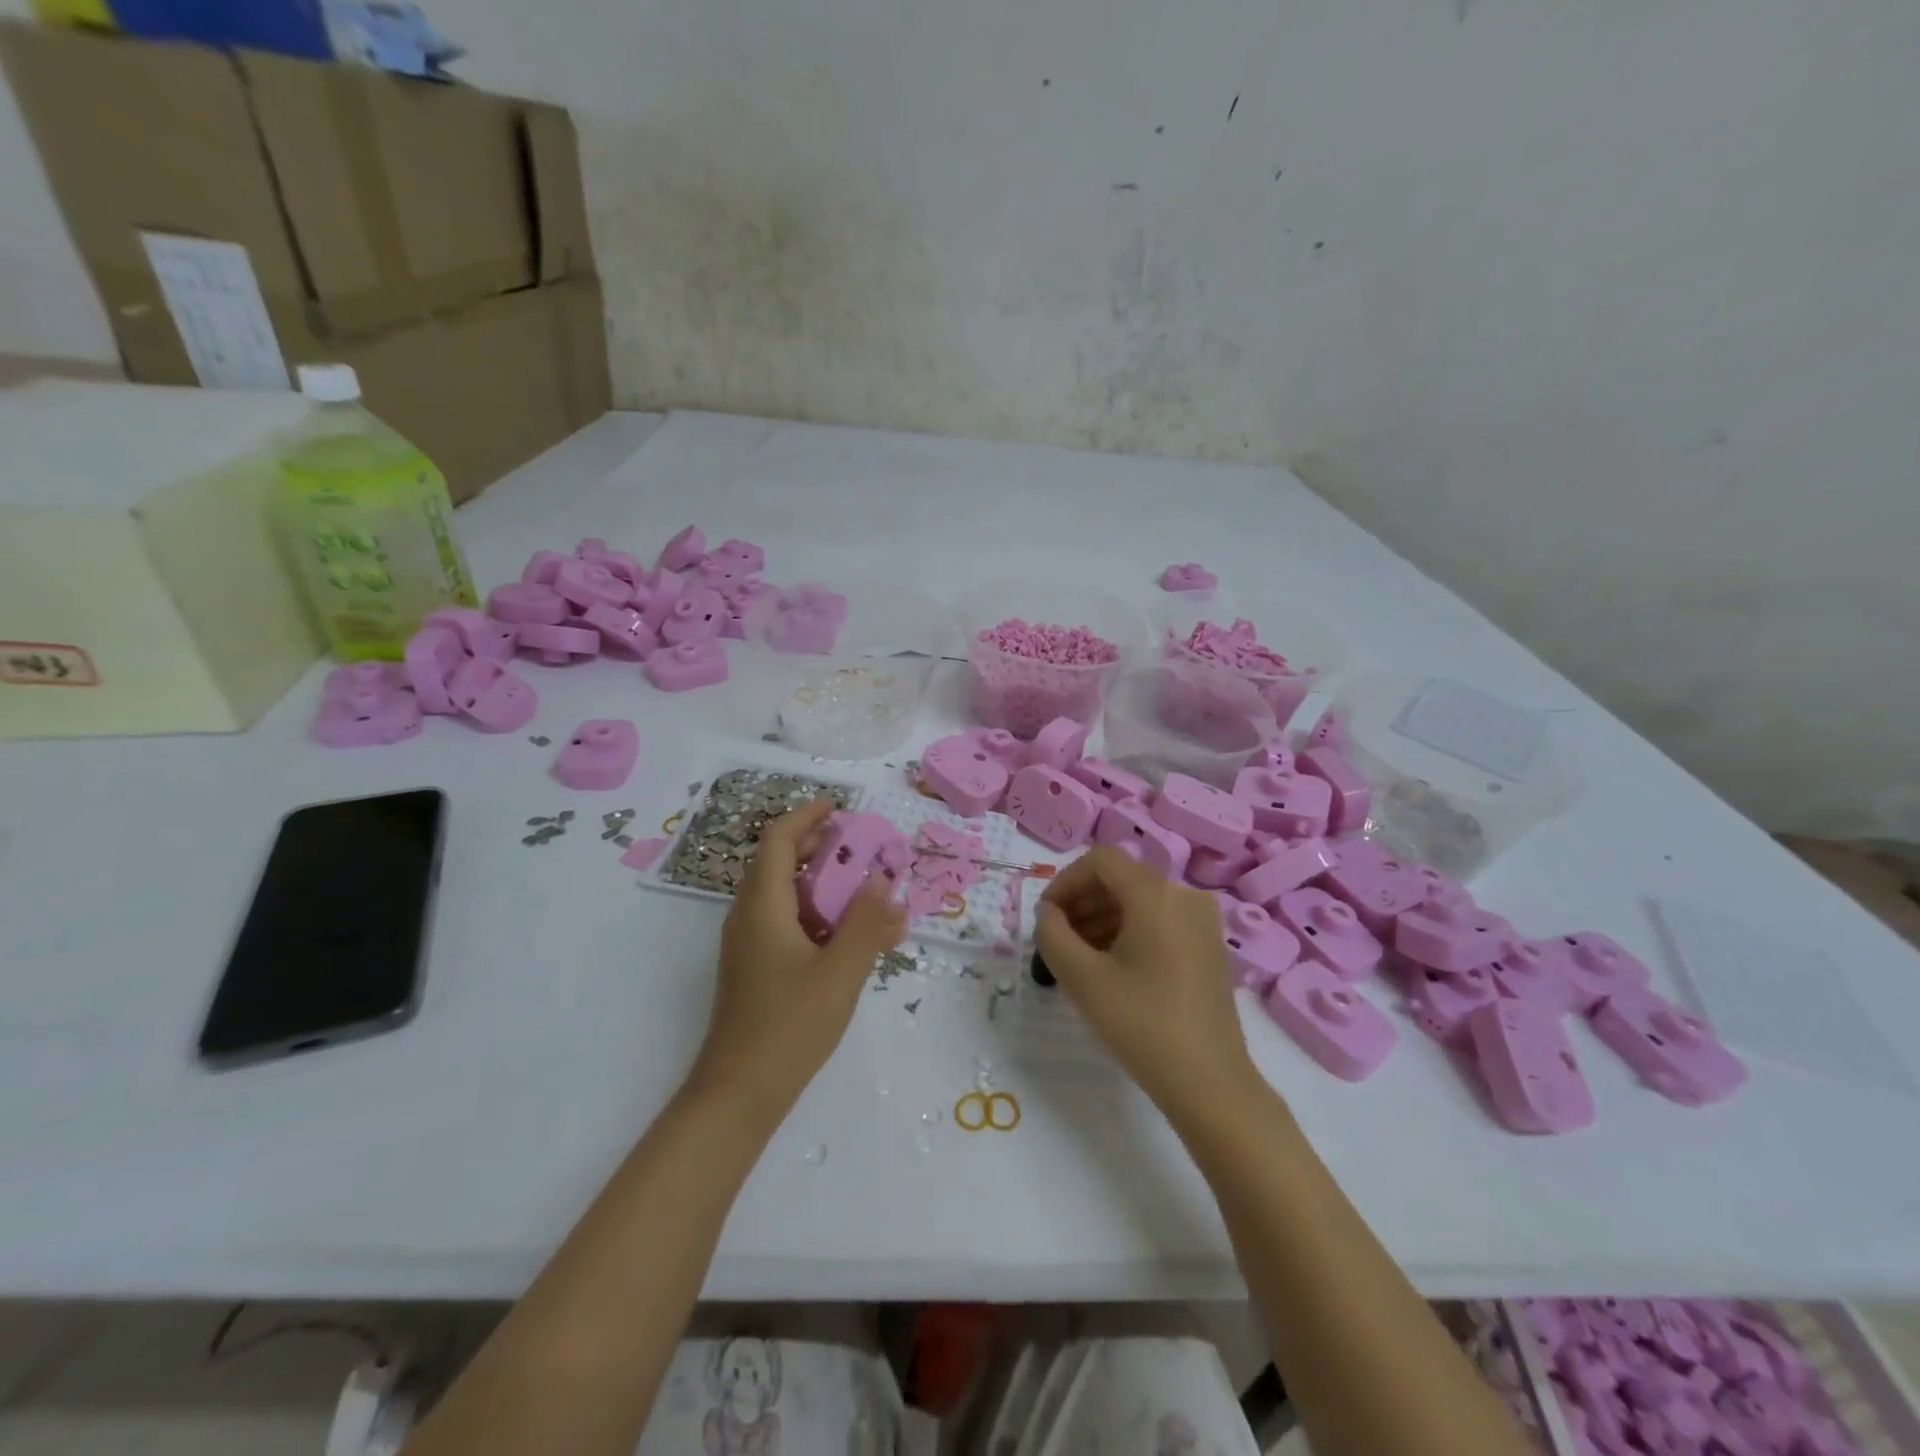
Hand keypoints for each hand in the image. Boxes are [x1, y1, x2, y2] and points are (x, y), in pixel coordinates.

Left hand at [687, 801, 907, 1124]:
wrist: (738, 1094)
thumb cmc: (788, 1028)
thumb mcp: (839, 973)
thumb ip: (866, 923)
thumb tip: (883, 881)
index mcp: (762, 907)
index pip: (778, 841)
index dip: (806, 817)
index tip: (839, 808)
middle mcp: (749, 917)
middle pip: (780, 863)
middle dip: (821, 849)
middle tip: (862, 849)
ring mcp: (750, 944)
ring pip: (786, 896)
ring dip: (824, 886)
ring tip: (867, 892)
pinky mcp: (756, 968)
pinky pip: (788, 924)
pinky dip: (819, 917)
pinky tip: (853, 938)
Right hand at [1036, 848, 1261, 1120]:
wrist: (1210, 1084)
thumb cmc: (1142, 1025)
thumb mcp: (1082, 979)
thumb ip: (1052, 934)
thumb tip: (1048, 914)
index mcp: (1156, 893)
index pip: (1100, 860)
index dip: (1065, 882)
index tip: (1046, 918)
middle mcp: (1184, 895)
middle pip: (1121, 878)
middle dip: (1081, 901)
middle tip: (1056, 939)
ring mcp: (1202, 920)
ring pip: (1139, 900)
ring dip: (1102, 917)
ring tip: (1078, 957)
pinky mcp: (1208, 945)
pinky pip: (1159, 919)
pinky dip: (1128, 931)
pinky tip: (1110, 966)